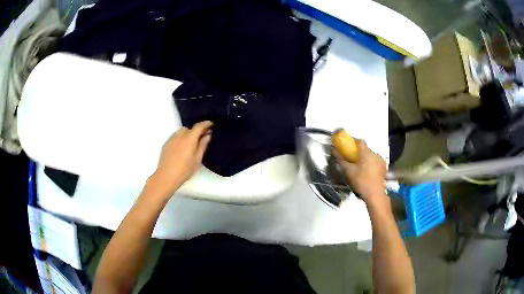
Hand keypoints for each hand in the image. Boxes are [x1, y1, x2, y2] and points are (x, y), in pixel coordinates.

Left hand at [148, 121, 212, 196]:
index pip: (199, 126)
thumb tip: (207, 135)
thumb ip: (203, 145)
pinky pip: (175, 137)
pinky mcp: (166, 144)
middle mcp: (180, 135)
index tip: (211, 124)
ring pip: (181, 132)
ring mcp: (171, 139)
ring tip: (191, 144)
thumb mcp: (197, 159)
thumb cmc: (184, 170)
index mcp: (189, 138)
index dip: (206, 123)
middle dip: (196, 131)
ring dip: (188, 135)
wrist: (166, 176)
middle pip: (190, 128)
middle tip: (202, 138)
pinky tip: (182, 149)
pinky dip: (181, 139)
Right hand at [335, 140, 386, 205]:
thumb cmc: (361, 182)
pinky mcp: (384, 167)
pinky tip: (368, 172)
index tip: (348, 148)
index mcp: (366, 153)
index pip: (360, 141)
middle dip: (359, 153)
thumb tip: (333, 150)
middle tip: (353, 160)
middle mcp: (375, 154)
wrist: (375, 194)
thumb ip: (340, 159)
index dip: (353, 142)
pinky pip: (376, 161)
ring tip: (360, 168)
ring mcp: (381, 160)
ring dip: (366, 158)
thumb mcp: (348, 171)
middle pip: (365, 149)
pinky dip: (372, 164)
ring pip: (371, 155)